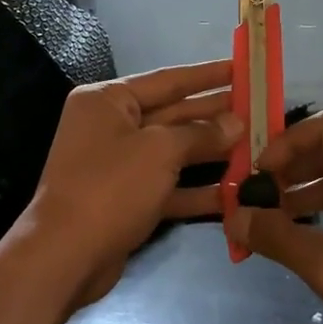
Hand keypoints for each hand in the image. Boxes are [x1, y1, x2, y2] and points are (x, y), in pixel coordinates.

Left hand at [22, 59, 240, 307]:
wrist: (65, 256)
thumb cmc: (111, 187)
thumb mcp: (160, 151)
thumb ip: (201, 133)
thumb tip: (235, 122)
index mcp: (108, 100)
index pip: (167, 80)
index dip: (207, 75)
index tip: (242, 68)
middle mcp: (111, 126)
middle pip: (172, 114)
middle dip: (214, 114)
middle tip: (257, 109)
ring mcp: (118, 164)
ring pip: (173, 151)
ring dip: (211, 151)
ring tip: (255, 146)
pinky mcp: (127, 199)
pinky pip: (168, 185)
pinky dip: (197, 188)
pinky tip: (234, 191)